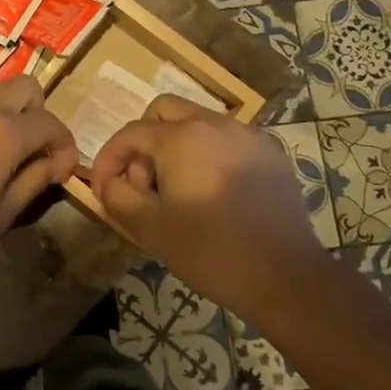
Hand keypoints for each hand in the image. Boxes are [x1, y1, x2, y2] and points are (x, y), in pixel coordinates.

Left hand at [0, 76, 77, 290]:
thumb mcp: (1, 215)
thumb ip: (35, 180)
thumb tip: (56, 163)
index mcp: (4, 132)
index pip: (50, 123)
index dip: (64, 146)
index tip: (60, 170)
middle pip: (25, 87)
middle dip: (36, 114)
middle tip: (28, 150)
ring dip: (2, 112)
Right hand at [89, 95, 329, 312]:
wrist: (286, 277)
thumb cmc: (211, 252)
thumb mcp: (150, 229)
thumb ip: (117, 197)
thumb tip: (107, 182)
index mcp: (181, 138)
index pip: (130, 133)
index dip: (109, 158)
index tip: (103, 188)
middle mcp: (214, 123)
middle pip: (164, 112)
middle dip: (143, 142)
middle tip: (144, 183)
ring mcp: (248, 136)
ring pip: (198, 123)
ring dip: (176, 147)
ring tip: (178, 191)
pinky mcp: (271, 154)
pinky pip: (227, 140)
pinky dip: (209, 155)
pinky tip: (213, 193)